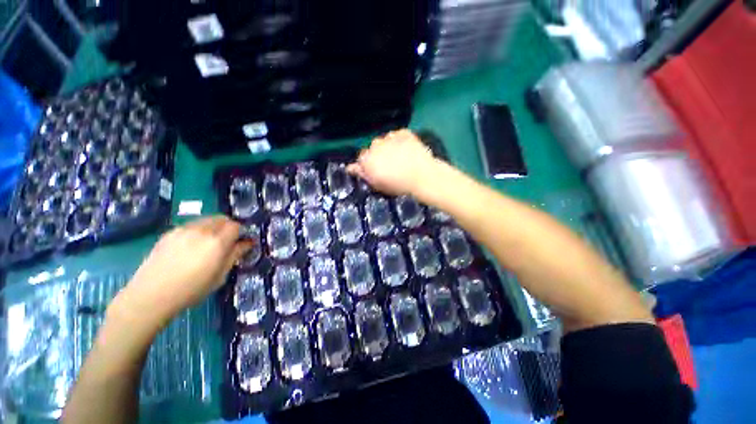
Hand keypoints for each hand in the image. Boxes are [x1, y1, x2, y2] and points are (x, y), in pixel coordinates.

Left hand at [114, 216, 251, 327]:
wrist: (151, 295)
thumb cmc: (191, 289)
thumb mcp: (220, 275)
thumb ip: (235, 255)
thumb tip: (248, 243)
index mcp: (217, 242)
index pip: (236, 226)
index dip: (241, 232)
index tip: (240, 242)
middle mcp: (202, 230)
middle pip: (222, 218)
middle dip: (228, 227)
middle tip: (226, 241)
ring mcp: (183, 230)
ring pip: (206, 220)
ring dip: (213, 227)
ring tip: (207, 244)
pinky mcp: (169, 233)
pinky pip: (191, 226)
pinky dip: (197, 231)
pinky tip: (190, 247)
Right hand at [347, 129, 439, 195]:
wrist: (422, 176)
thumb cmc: (398, 185)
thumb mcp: (378, 184)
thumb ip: (363, 174)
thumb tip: (350, 167)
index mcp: (367, 158)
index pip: (361, 158)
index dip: (368, 165)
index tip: (376, 171)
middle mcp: (375, 144)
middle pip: (373, 148)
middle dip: (379, 155)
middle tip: (390, 166)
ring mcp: (390, 137)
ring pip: (385, 141)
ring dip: (389, 147)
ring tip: (400, 158)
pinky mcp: (404, 132)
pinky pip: (397, 135)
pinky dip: (400, 141)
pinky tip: (407, 150)